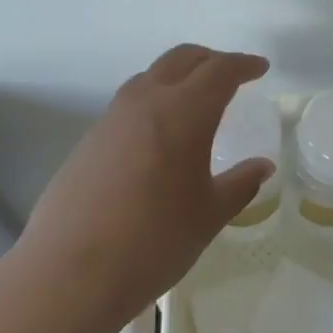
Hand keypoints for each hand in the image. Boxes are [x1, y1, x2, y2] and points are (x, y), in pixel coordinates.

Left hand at [18, 45, 275, 328]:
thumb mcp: (209, 215)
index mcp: (183, 113)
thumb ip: (240, 184)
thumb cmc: (154, 242)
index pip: (219, 71)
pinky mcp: (88, 141)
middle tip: (231, 75)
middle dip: (210, 60)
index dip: (243, 65)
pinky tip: (158, 137)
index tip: (260, 68)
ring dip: (178, 77)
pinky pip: (128, 104)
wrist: (71, 272)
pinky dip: (153, 102)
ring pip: (150, 77)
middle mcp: (145, 103)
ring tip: (195, 101)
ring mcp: (111, 119)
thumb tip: (262, 166)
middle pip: (181, 59)